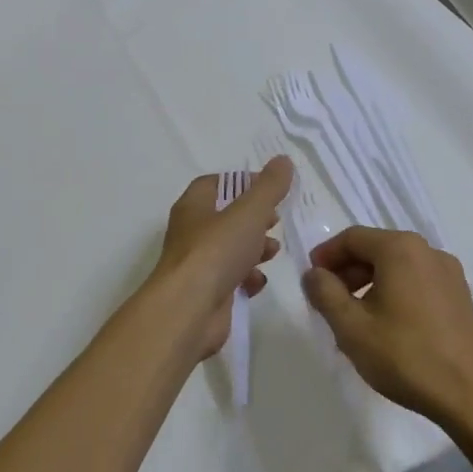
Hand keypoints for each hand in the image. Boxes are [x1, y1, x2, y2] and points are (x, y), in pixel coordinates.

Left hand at [150, 157, 291, 361]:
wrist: (189, 311)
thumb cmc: (216, 251)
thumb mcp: (249, 212)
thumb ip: (269, 187)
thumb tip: (283, 160)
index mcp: (194, 207)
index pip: (214, 184)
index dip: (241, 183)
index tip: (269, 188)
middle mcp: (191, 233)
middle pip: (225, 218)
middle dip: (253, 219)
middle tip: (275, 220)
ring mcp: (198, 266)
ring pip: (230, 250)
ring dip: (254, 249)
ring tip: (273, 251)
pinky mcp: (207, 294)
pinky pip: (231, 280)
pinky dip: (247, 279)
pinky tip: (258, 281)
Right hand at [302, 227, 472, 430]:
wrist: (471, 396)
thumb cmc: (405, 356)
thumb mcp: (351, 327)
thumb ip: (325, 293)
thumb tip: (313, 273)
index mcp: (400, 249)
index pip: (352, 237)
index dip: (326, 255)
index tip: (311, 279)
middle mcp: (428, 251)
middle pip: (376, 249)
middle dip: (347, 270)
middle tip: (328, 300)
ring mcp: (449, 273)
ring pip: (397, 267)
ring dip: (369, 283)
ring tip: (354, 318)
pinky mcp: (460, 297)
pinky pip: (417, 282)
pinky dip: (394, 292)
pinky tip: (386, 326)